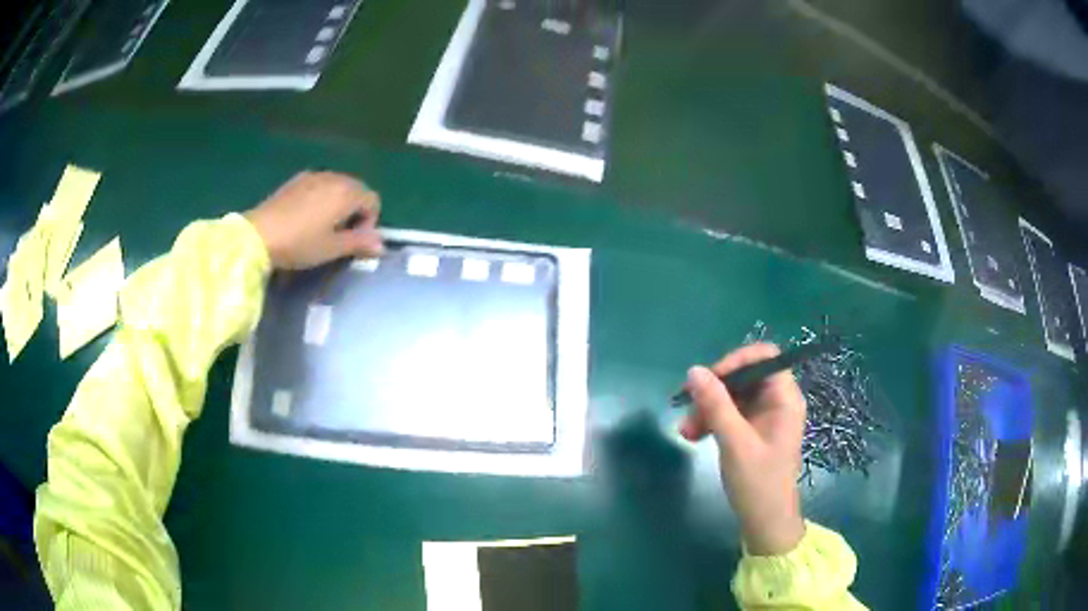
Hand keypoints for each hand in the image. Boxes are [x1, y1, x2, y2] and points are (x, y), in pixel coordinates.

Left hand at [245, 171, 383, 269]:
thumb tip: (382, 245)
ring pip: (338, 186)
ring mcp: (314, 176)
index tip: (354, 241)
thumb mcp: (332, 249)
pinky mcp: (296, 180)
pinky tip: (306, 216)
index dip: (369, 222)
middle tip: (339, 235)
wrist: (258, 235)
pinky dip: (322, 197)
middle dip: (355, 211)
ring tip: (322, 226)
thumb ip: (360, 243)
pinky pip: (319, 184)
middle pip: (357, 190)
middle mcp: (334, 178)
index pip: (373, 201)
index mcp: (347, 193)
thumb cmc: (300, 244)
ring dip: (338, 203)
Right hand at [679, 343, 806, 554]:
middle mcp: (777, 401)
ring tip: (686, 431)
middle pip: (744, 376)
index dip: (735, 361)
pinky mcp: (752, 430)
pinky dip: (711, 420)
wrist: (764, 522)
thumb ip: (716, 405)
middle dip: (714, 390)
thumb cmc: (758, 483)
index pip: (764, 357)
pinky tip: (693, 435)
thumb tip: (694, 370)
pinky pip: (730, 413)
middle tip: (688, 409)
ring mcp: (764, 416)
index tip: (708, 379)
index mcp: (784, 398)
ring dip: (707, 408)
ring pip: (733, 396)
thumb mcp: (735, 443)